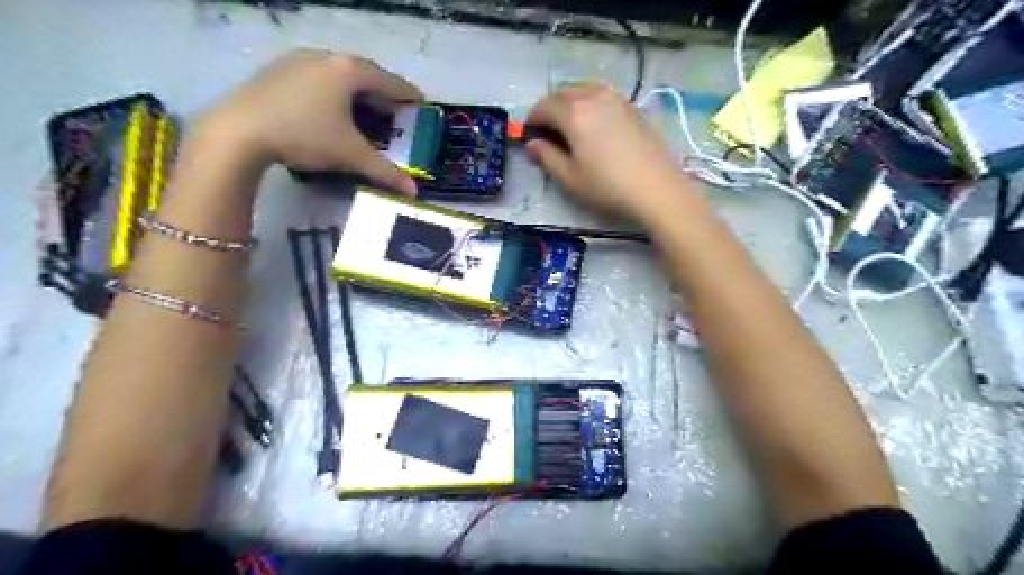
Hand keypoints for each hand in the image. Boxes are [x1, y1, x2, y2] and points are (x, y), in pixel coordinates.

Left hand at [199, 47, 424, 194]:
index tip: (421, 104)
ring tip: (365, 111)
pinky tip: (330, 109)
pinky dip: (333, 91)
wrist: (238, 132)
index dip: (409, 95)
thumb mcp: (350, 155)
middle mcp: (326, 58)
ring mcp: (298, 60)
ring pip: (339, 74)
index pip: (390, 81)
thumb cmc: (305, 136)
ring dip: (357, 92)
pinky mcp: (278, 70)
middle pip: (365, 74)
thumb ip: (385, 172)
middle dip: (383, 93)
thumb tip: (413, 193)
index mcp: (349, 71)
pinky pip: (318, 76)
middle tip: (395, 112)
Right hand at [528, 84, 687, 221]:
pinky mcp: (632, 107)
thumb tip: (532, 144)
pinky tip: (593, 127)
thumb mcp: (570, 179)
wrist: (657, 188)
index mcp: (573, 113)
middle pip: (563, 93)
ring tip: (569, 128)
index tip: (528, 136)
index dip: (531, 120)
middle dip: (550, 109)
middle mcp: (593, 96)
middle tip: (547, 133)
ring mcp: (616, 98)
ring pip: (583, 90)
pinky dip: (589, 104)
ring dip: (570, 104)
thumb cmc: (607, 186)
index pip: (543, 107)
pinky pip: (602, 96)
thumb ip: (547, 158)